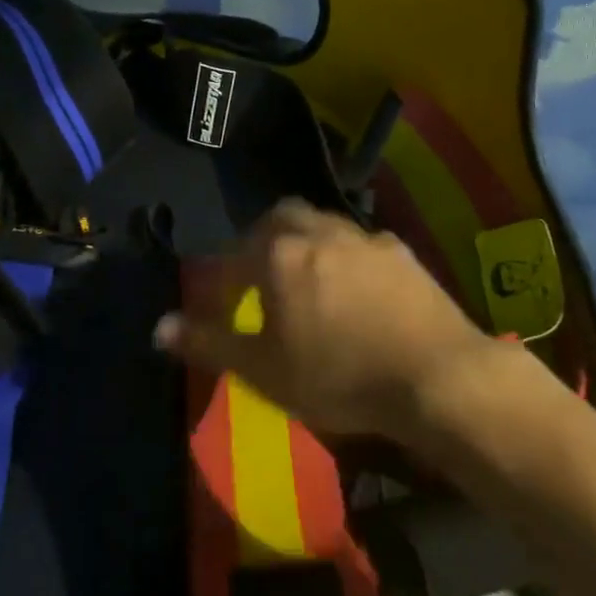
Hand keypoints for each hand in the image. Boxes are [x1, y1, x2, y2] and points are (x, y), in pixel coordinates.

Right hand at [154, 200, 509, 439]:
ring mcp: (364, 238)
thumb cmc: (339, 375)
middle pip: (279, 218)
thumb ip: (209, 343)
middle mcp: (318, 232)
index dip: (219, 281)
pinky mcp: (401, 253)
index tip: (217, 306)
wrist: (438, 377)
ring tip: (307, 280)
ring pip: (322, 224)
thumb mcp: (264, 370)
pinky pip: (360, 244)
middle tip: (260, 275)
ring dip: (306, 243)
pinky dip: (346, 258)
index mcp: (278, 254)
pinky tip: (356, 289)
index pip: (232, 257)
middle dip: (262, 239)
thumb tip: (158, 328)